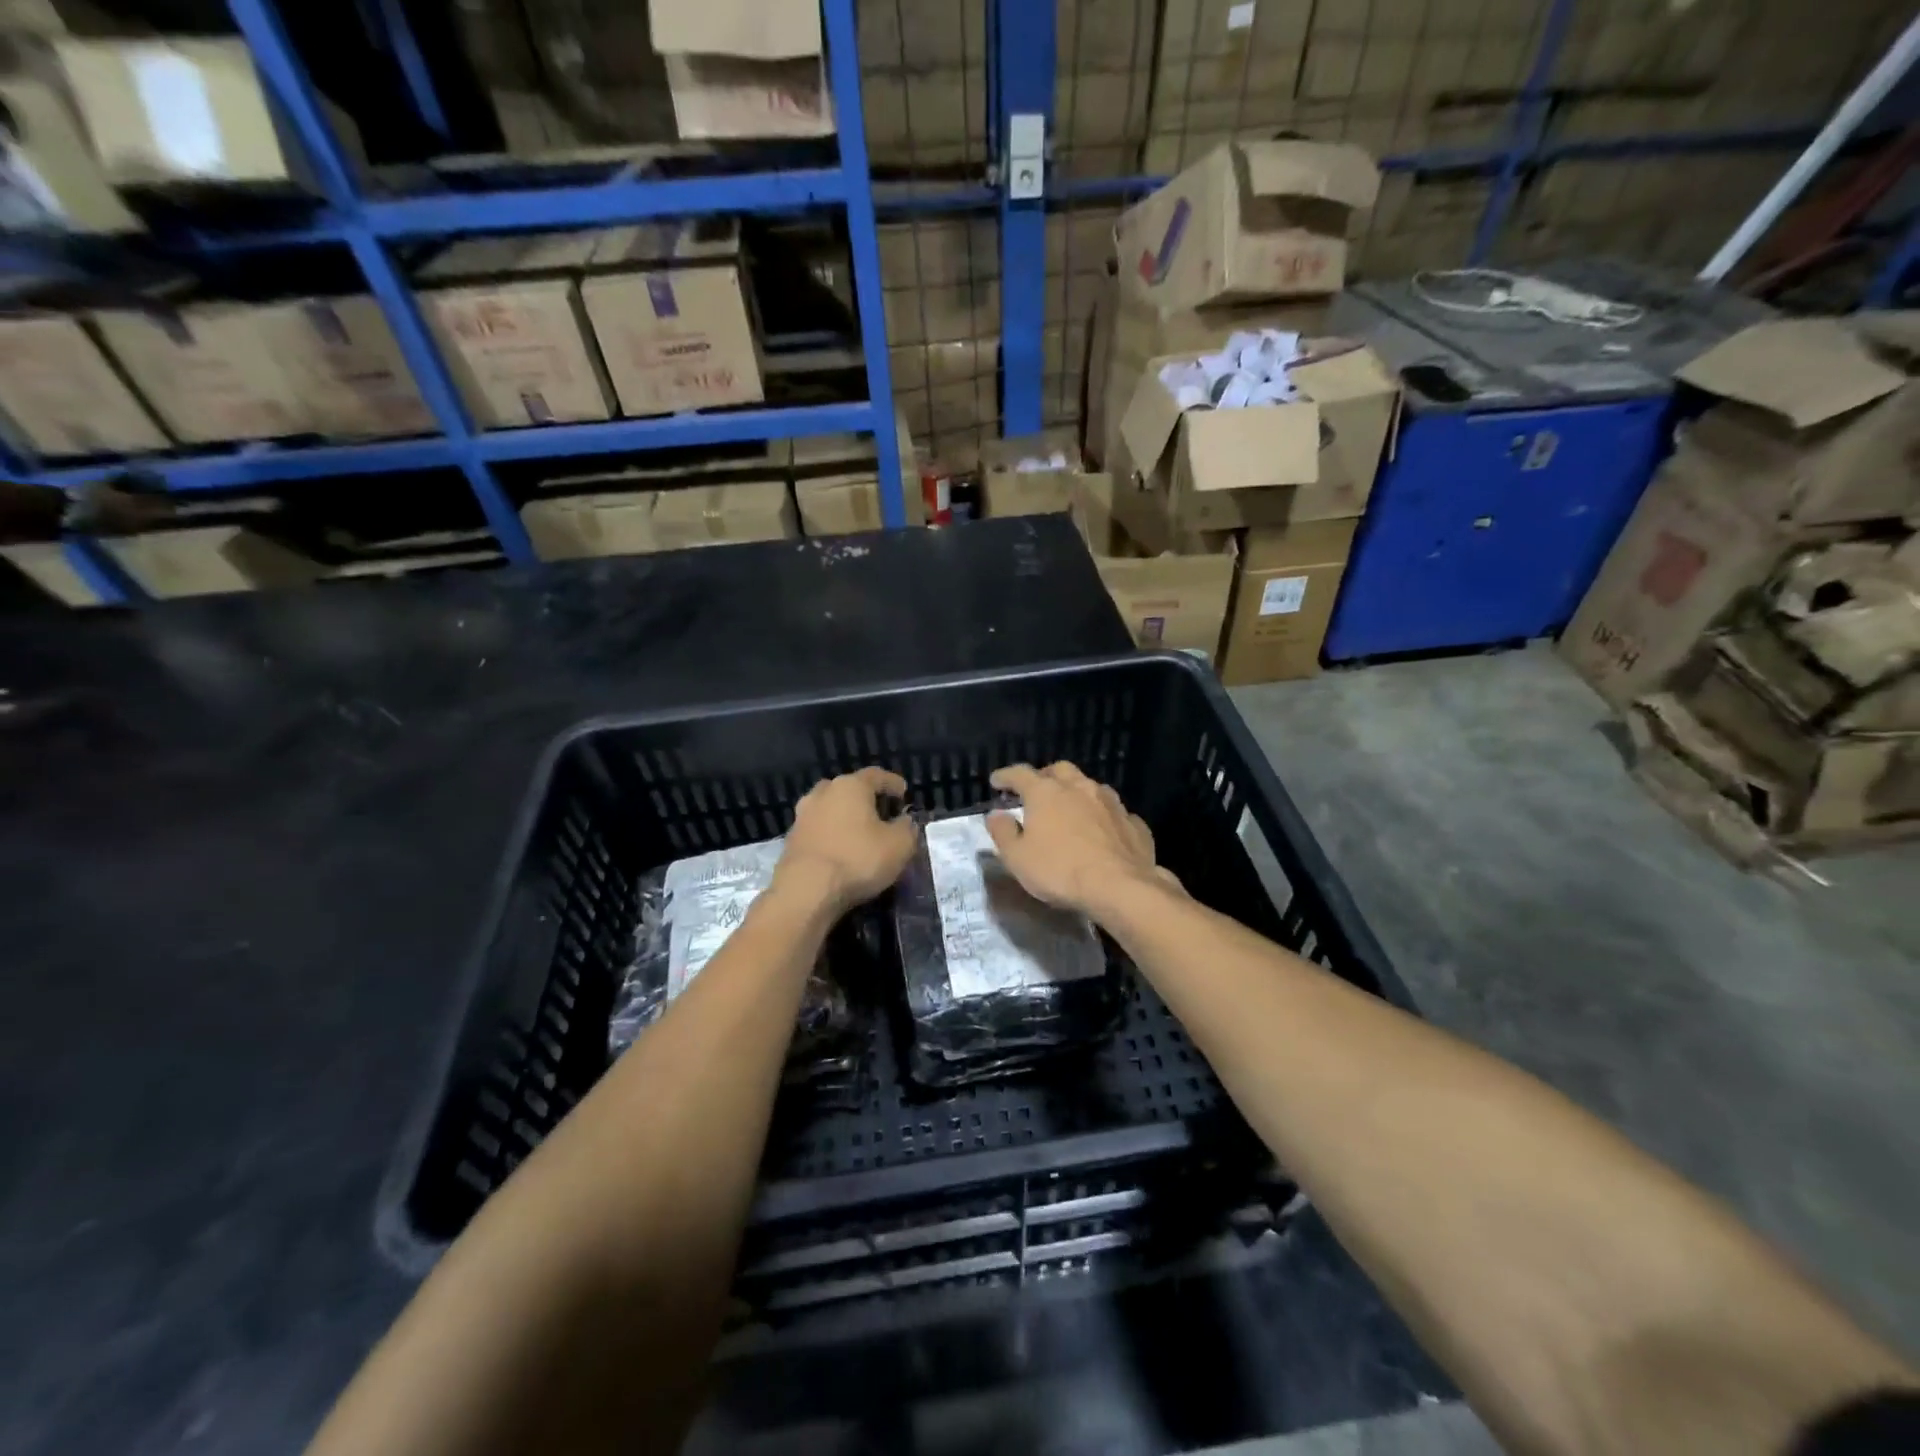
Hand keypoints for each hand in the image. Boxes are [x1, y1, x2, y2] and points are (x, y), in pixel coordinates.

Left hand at [774, 766, 917, 912]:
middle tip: (880, 813)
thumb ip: (907, 828)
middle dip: (865, 798)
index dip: (892, 783)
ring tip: (859, 833)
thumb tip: (905, 822)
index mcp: (850, 786)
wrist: (806, 891)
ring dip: (845, 817)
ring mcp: (802, 816)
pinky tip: (840, 851)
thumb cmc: (858, 859)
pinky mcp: (791, 840)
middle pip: (848, 789)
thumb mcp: (899, 845)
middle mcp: (823, 793)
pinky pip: (818, 830)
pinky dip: (831, 836)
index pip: (876, 775)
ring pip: (829, 809)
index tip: (903, 792)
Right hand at [985, 763, 1178, 918]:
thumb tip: (996, 814)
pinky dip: (1103, 816)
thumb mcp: (1017, 857)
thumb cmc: (1059, 870)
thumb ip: (1003, 832)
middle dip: (1045, 776)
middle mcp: (1079, 787)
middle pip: (1059, 770)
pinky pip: (1114, 811)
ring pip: (1090, 786)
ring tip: (1070, 809)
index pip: (1020, 773)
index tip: (996, 781)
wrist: (1119, 887)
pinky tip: (1102, 831)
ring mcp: (1110, 802)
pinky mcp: (1133, 822)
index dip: (1005, 776)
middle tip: (1036, 791)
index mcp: (1046, 792)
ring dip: (1077, 793)